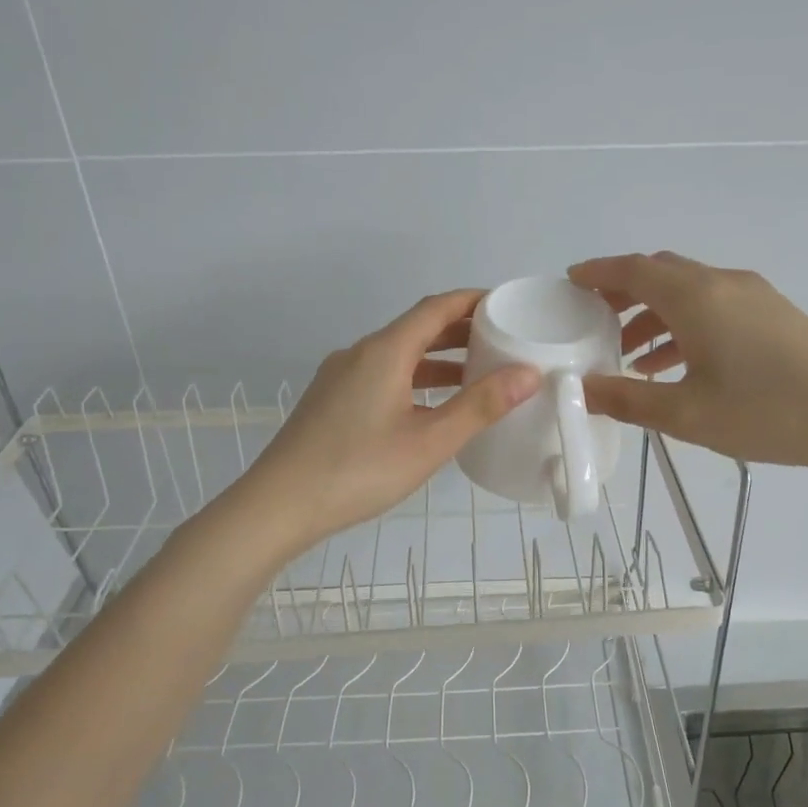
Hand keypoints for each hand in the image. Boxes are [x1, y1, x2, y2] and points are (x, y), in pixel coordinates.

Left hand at [237, 290, 539, 554]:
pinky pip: (381, 375)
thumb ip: (480, 406)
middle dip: (459, 331)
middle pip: (416, 329)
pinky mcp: (331, 401)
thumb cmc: (359, 470)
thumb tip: (528, 373)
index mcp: (384, 352)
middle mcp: (359, 354)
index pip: (435, 308)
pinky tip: (430, 407)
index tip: (506, 305)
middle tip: (501, 340)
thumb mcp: (430, 442)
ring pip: (398, 355)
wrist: (279, 505)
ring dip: (436, 360)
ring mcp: (340, 377)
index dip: (472, 301)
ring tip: (476, 375)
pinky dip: (414, 379)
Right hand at [569, 252, 807, 473]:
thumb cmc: (767, 413)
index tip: (570, 281)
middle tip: (592, 320)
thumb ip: (627, 399)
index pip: (633, 270)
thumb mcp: (686, 414)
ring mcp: (752, 296)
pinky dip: (683, 324)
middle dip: (622, 292)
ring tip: (627, 354)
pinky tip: (675, 364)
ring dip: (653, 314)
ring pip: (687, 291)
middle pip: (660, 273)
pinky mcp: (773, 314)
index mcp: (696, 298)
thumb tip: (580, 389)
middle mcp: (722, 284)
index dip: (597, 273)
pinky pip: (712, 306)